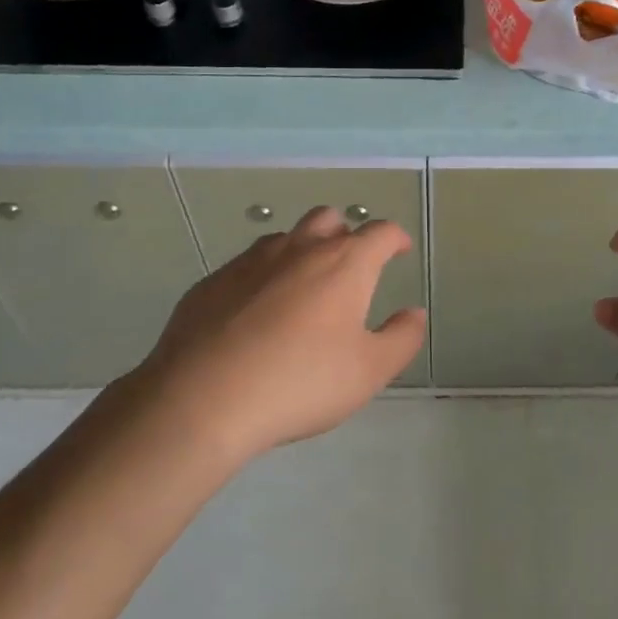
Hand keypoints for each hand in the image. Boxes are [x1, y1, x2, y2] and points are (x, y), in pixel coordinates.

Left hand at [118, 207, 426, 461]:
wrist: (203, 398)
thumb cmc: (300, 383)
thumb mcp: (369, 371)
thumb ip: (401, 338)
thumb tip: (414, 313)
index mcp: (344, 264)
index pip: (380, 233)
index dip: (395, 239)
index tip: (399, 250)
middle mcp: (299, 249)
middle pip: (328, 220)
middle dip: (345, 234)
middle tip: (350, 267)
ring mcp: (250, 261)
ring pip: (285, 238)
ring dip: (302, 251)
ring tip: (303, 288)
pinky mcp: (212, 281)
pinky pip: (247, 265)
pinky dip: (263, 276)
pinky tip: (256, 313)